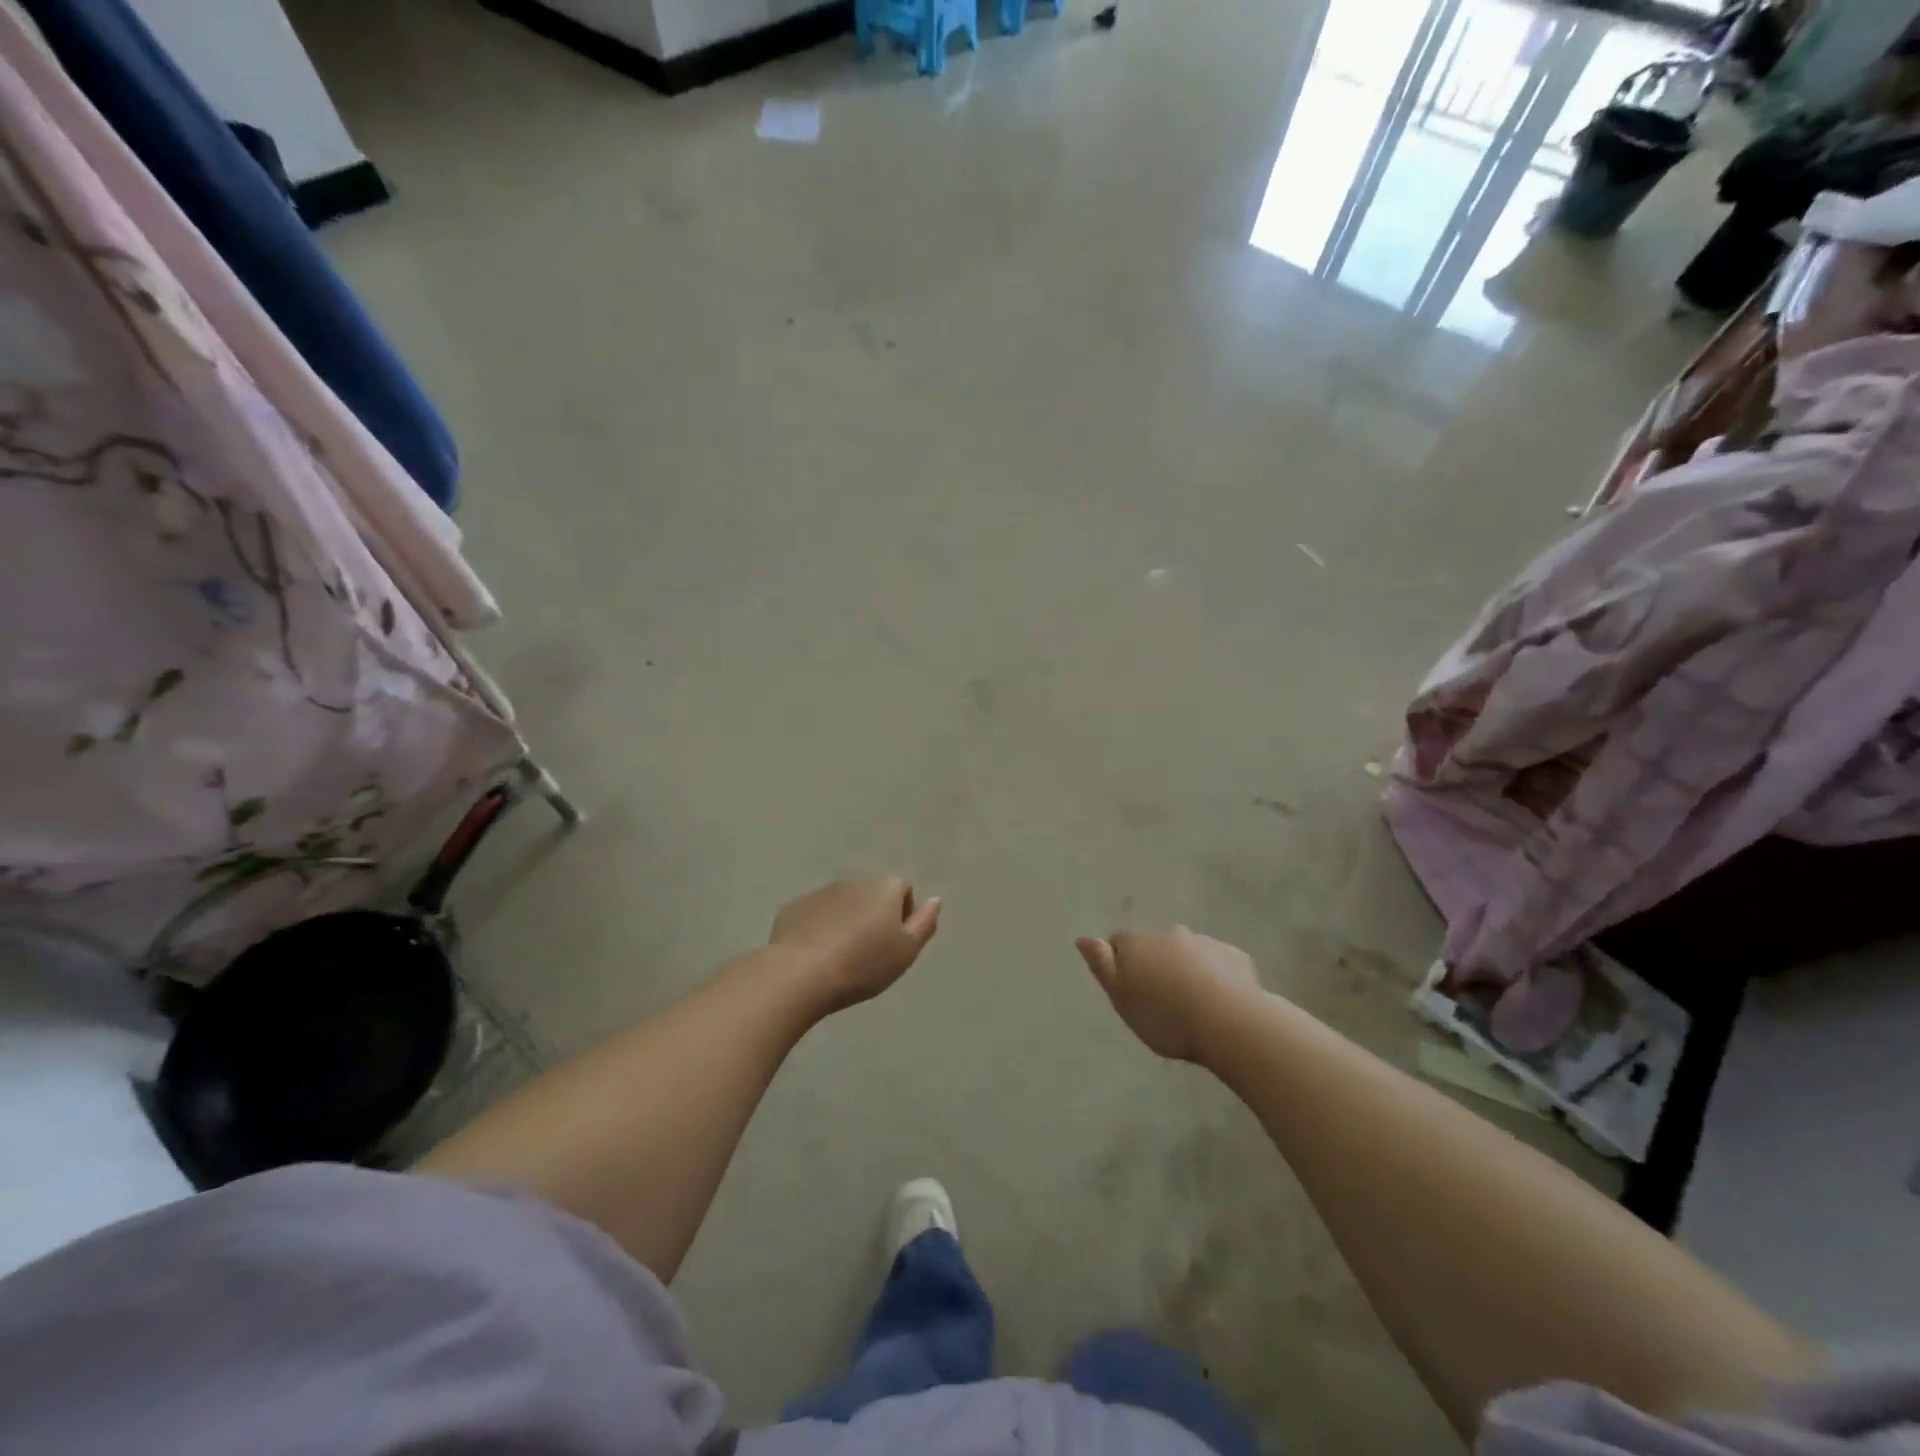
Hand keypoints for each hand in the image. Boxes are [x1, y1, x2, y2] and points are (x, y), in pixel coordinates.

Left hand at [770, 876, 941, 1013]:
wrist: (800, 974)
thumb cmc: (863, 964)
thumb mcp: (906, 951)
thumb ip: (925, 923)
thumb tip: (936, 899)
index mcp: (884, 886)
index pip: (904, 891)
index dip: (904, 917)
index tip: (895, 945)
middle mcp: (854, 880)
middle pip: (872, 895)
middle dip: (874, 916)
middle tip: (870, 953)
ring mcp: (821, 892)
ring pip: (842, 904)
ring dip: (846, 921)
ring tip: (841, 957)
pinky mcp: (794, 907)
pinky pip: (815, 915)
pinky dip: (819, 929)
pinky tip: (816, 956)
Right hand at [1075, 926, 1259, 1062]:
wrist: (1229, 1022)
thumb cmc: (1165, 1016)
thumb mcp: (1121, 998)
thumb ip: (1102, 966)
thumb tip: (1082, 938)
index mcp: (1137, 943)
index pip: (1118, 942)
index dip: (1121, 964)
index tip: (1129, 990)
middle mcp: (1169, 934)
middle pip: (1155, 946)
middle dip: (1156, 964)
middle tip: (1162, 1001)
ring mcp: (1205, 942)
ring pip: (1188, 952)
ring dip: (1185, 969)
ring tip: (1192, 1005)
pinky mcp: (1235, 956)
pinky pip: (1218, 964)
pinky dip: (1215, 977)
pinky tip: (1220, 1003)